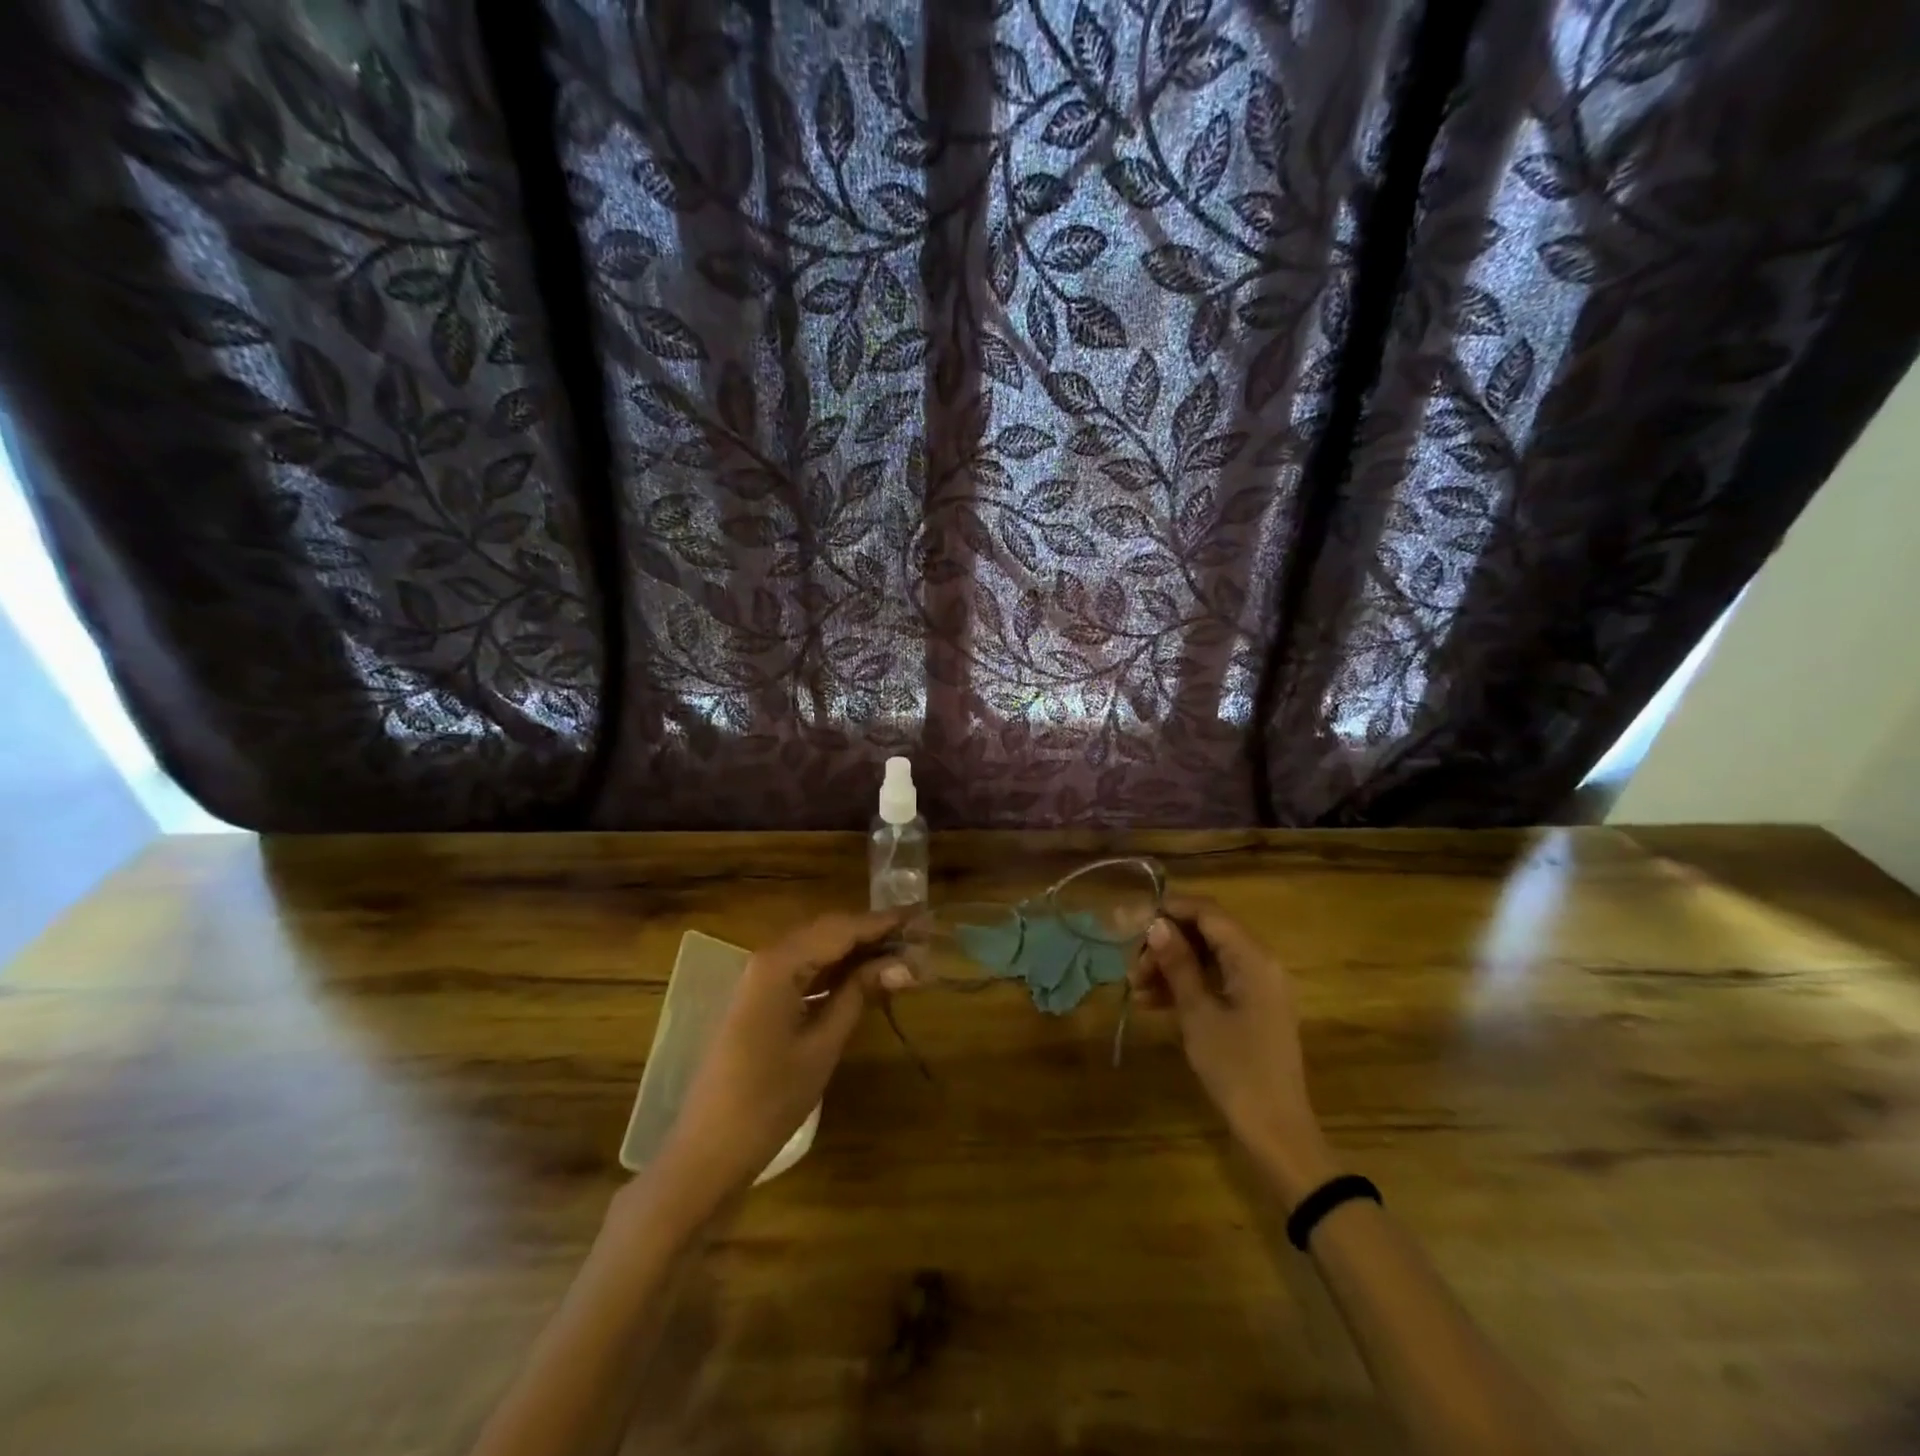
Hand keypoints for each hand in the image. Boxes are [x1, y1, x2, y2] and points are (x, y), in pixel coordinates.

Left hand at [649, 912, 911, 1222]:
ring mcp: (760, 979)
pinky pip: (805, 971)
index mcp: (780, 963)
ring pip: (818, 949)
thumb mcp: (822, 1045)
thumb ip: (859, 994)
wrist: (708, 1151)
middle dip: (873, 933)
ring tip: (901, 955)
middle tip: (917, 937)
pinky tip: (864, 978)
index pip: (842, 928)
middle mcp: (768, 959)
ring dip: (857, 951)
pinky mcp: (760, 1000)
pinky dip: (836, 970)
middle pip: (829, 932)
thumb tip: (903, 963)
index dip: (883, 922)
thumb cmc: (769, 1101)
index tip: (922, 916)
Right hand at [1129, 896, 1335, 1201]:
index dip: (1171, 910)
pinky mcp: (1253, 1008)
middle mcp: (1260, 963)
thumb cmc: (1236, 1068)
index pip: (1209, 913)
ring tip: (1135, 989)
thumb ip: (1178, 964)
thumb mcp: (1198, 1013)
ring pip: (1208, 959)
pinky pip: (1216, 982)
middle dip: (1167, 944)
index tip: (1134, 922)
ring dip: (1171, 967)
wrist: (1276, 1130)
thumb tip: (1156, 924)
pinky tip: (1152, 1004)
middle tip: (1132, 967)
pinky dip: (1186, 987)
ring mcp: (1258, 987)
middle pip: (1207, 934)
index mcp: (1253, 958)